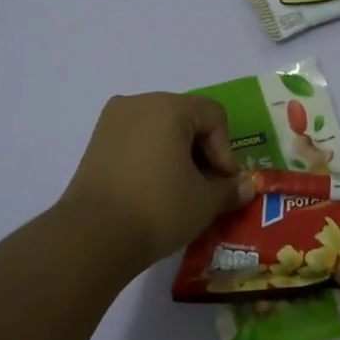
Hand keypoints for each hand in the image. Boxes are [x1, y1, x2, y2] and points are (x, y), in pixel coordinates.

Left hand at [58, 93, 254, 272]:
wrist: (93, 236)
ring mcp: (113, 121)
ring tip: (180, 191)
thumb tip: (247, 186)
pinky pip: (136, 140)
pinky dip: (151, 158)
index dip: (225, 150)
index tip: (223, 183)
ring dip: (176, 155)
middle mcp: (139, 103)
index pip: (214, 115)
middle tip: (206, 187)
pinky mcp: (96, 142)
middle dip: (201, 151)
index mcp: (169, 106)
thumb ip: (230, 189)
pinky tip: (153, 190)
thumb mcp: (205, 202)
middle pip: (186, 118)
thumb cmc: (158, 208)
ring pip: (159, 129)